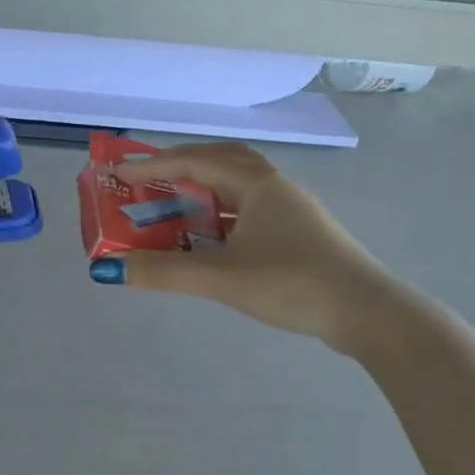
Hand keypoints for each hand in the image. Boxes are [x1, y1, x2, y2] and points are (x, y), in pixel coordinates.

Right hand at [95, 142, 401, 354]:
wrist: (367, 313)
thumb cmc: (292, 283)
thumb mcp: (221, 277)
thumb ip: (162, 271)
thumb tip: (107, 268)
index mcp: (256, 184)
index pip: (194, 163)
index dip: (153, 166)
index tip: (118, 173)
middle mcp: (273, 187)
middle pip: (220, 161)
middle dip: (180, 166)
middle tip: (148, 180)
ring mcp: (289, 210)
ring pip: (236, 187)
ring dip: (202, 190)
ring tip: (172, 205)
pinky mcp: (296, 235)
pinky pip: (247, 210)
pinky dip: (219, 215)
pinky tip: (208, 238)